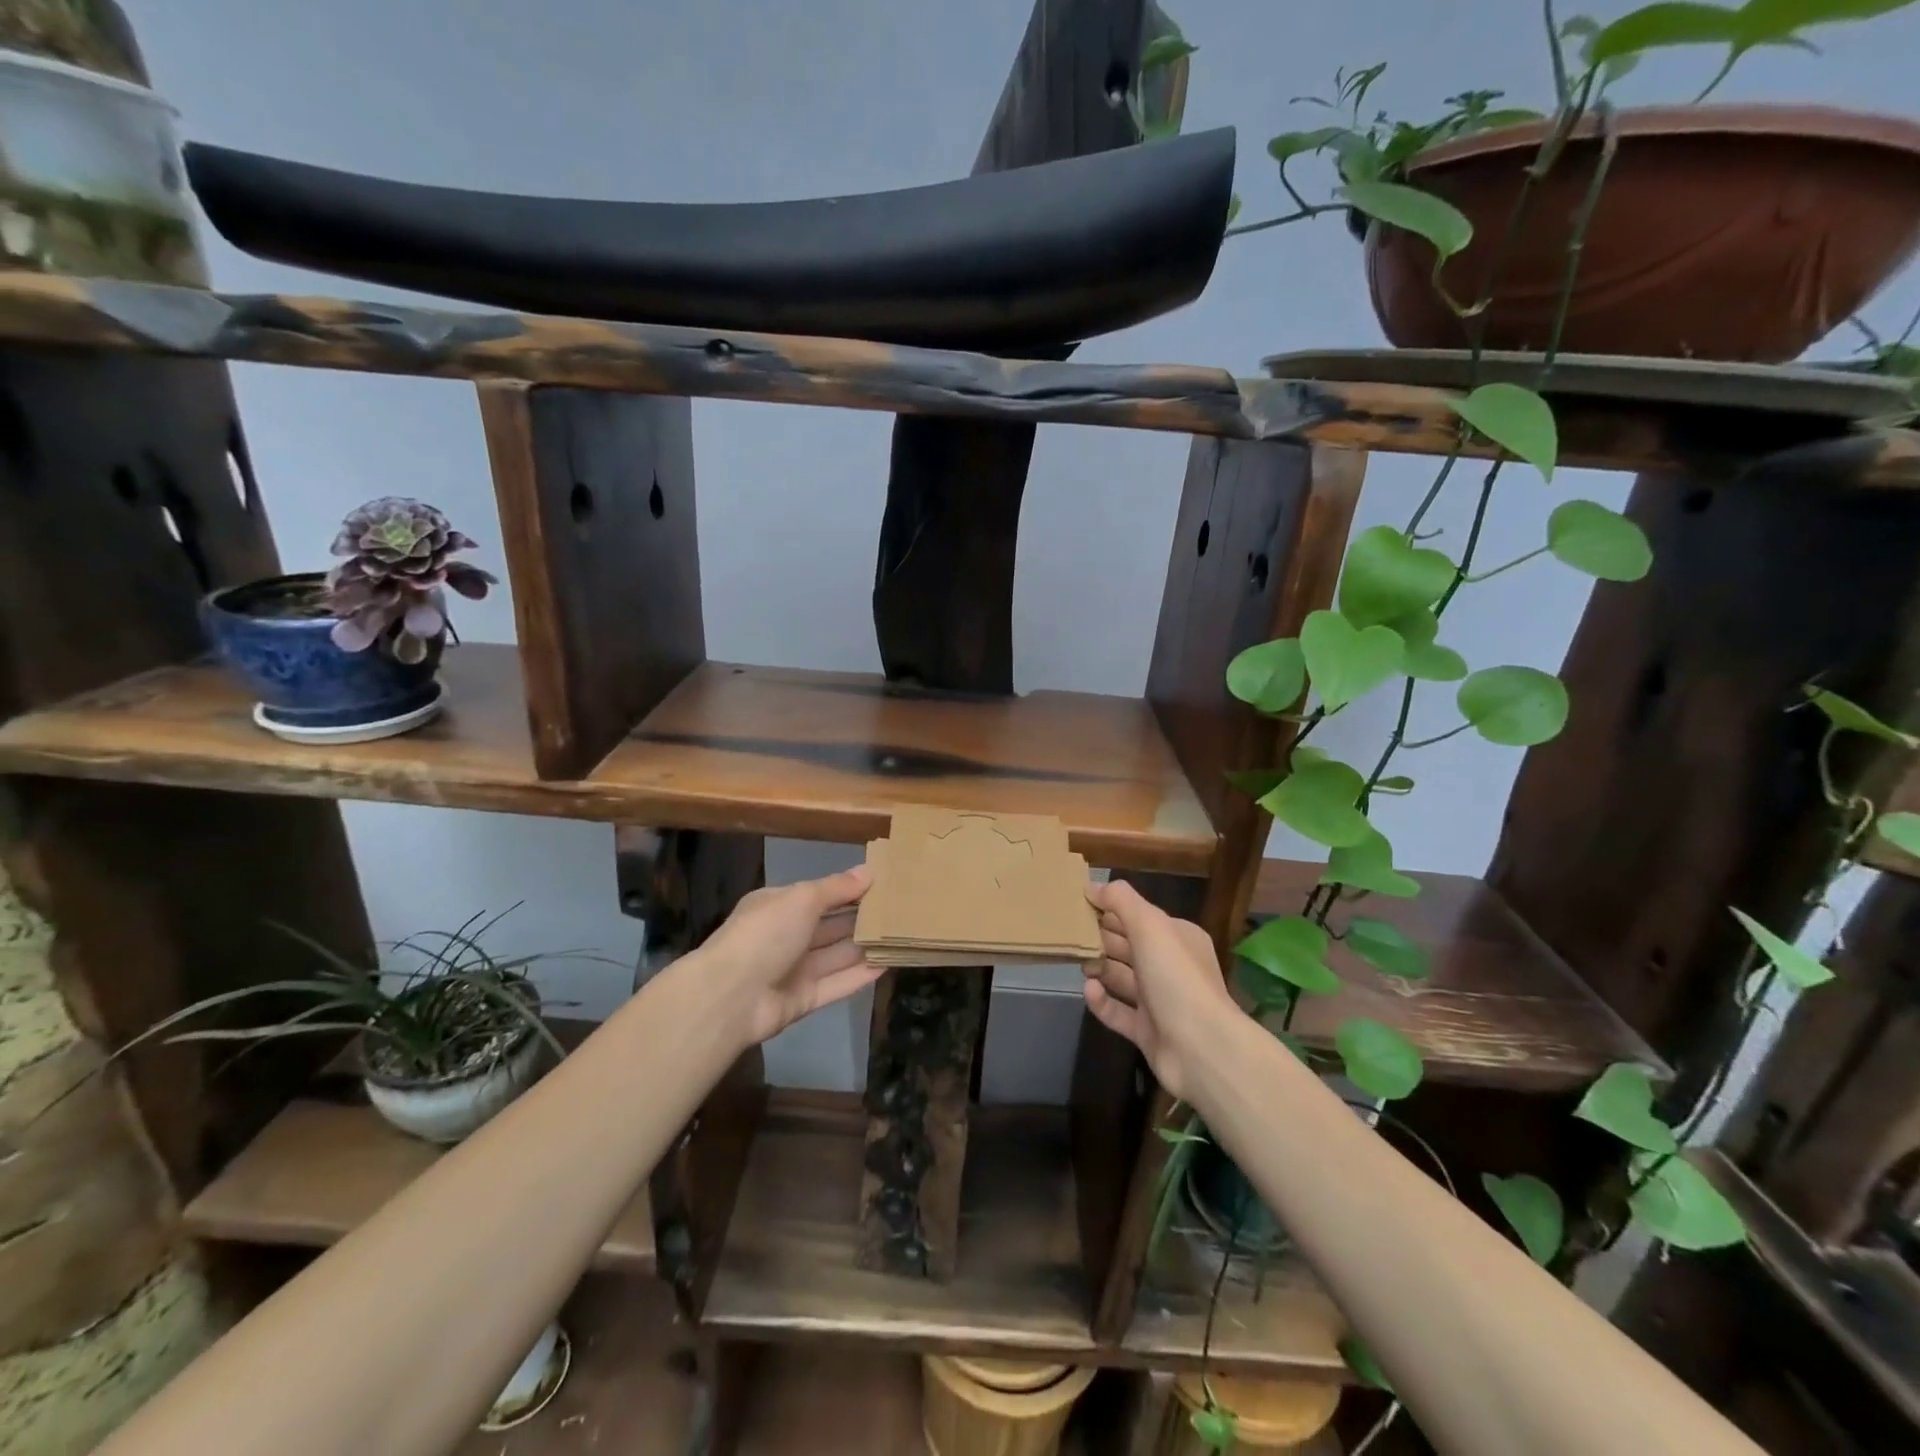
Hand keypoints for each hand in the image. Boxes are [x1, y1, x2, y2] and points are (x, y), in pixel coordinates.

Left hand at [701, 866, 884, 1046]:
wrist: (730, 996)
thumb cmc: (765, 934)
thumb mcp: (802, 898)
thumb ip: (837, 888)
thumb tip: (869, 872)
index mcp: (778, 906)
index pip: (819, 895)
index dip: (849, 889)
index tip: (884, 884)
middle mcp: (786, 936)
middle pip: (830, 926)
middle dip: (861, 918)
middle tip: (901, 911)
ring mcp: (794, 970)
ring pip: (836, 955)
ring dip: (865, 946)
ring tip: (902, 936)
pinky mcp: (804, 1000)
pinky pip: (837, 984)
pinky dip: (860, 975)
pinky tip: (888, 964)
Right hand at [1082, 879, 1237, 1102]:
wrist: (1202, 1048)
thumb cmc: (1176, 977)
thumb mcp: (1150, 926)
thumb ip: (1121, 901)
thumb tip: (1092, 886)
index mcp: (1177, 937)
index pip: (1139, 917)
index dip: (1111, 909)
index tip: (1079, 905)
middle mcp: (1170, 967)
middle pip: (1129, 946)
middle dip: (1101, 938)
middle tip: (1070, 934)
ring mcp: (1160, 1001)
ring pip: (1122, 978)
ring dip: (1099, 968)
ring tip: (1078, 961)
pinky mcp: (1147, 1031)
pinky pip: (1117, 1011)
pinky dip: (1102, 1001)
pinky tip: (1088, 991)